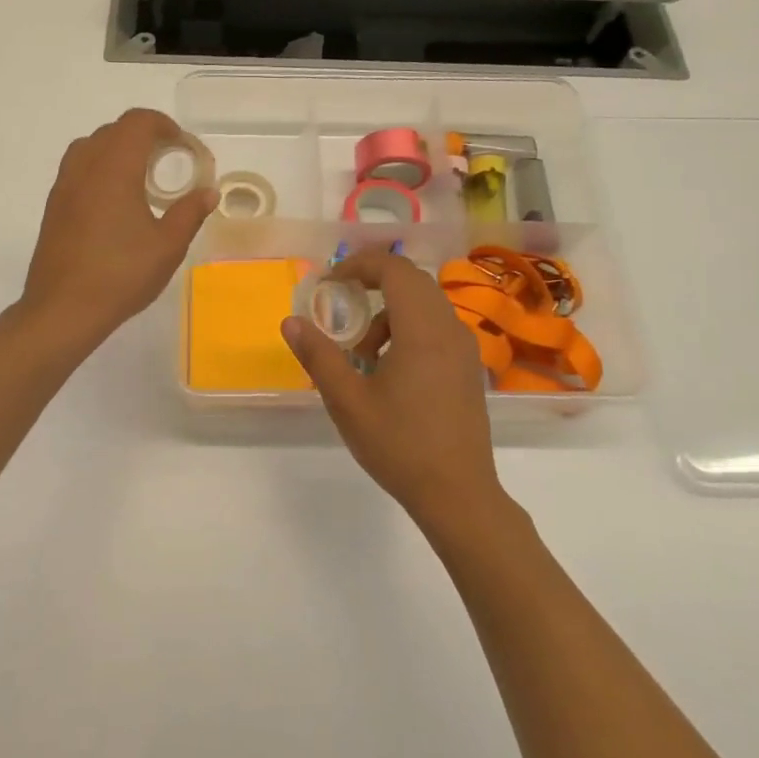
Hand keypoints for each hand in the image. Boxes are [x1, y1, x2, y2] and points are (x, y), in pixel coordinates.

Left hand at [20, 109, 217, 347]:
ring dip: (117, 151)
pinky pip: (78, 170)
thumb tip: (208, 193)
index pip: (137, 122)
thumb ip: (190, 213)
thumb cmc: (120, 274)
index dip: (163, 125)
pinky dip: (100, 170)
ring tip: (140, 178)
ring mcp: (64, 186)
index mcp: (114, 168)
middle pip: (113, 131)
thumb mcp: (167, 246)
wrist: (63, 309)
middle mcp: (84, 167)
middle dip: (143, 136)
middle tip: (168, 162)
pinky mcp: (54, 207)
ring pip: (90, 147)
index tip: (183, 146)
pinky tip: (115, 204)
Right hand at [283, 247, 504, 527]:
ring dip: (389, 311)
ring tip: (362, 354)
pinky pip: (436, 327)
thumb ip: (319, 355)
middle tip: (340, 304)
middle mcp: (449, 328)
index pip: (394, 269)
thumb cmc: (399, 445)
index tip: (330, 281)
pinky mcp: (467, 367)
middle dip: (373, 282)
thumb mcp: (348, 401)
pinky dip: (407, 329)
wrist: (458, 494)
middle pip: (412, 280)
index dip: (359, 264)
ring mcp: (463, 348)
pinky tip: (389, 370)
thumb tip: (291, 321)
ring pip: (425, 304)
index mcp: (422, 330)